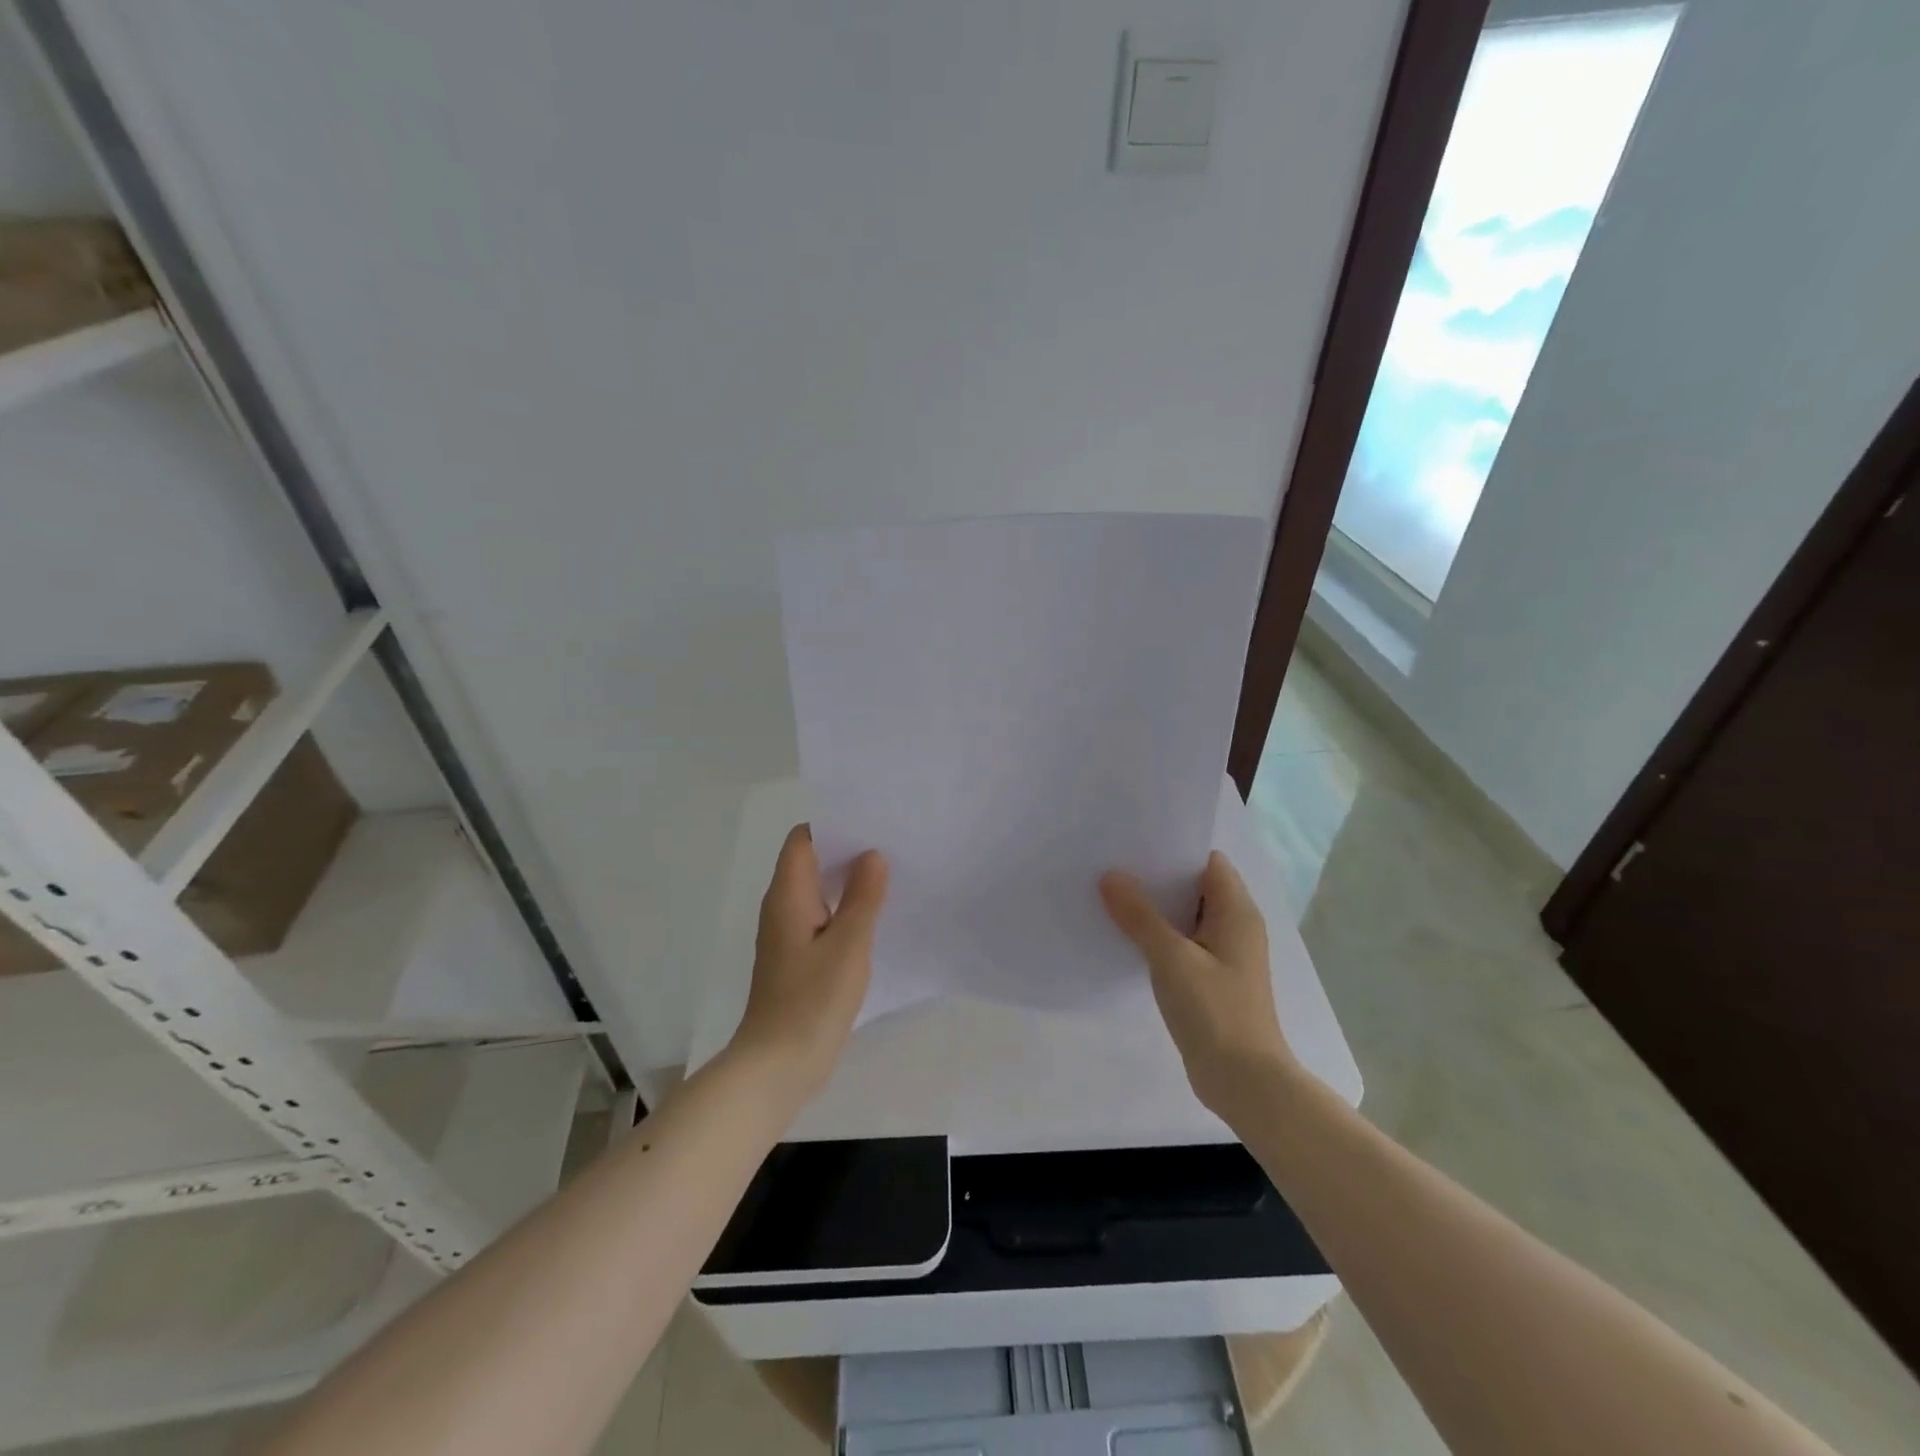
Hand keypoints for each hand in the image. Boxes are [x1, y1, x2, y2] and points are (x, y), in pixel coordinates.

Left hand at [730, 825, 888, 1100]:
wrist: (778, 1066)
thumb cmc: (812, 1001)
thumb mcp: (848, 945)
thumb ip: (863, 897)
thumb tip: (872, 855)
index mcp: (788, 895)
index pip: (803, 839)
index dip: (834, 824)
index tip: (872, 821)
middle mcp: (782, 907)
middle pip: (811, 861)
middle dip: (848, 849)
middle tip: (892, 843)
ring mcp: (788, 933)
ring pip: (818, 890)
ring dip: (849, 880)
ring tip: (892, 872)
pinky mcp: (797, 957)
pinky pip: (822, 916)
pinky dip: (845, 907)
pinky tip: (875, 915)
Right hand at [1100, 851, 1295, 1118]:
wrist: (1244, 1082)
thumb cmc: (1215, 1011)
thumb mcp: (1172, 958)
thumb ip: (1140, 916)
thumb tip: (1111, 876)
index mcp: (1235, 912)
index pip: (1207, 861)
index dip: (1172, 848)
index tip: (1132, 842)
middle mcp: (1234, 926)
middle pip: (1193, 886)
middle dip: (1155, 877)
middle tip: (1111, 864)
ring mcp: (1223, 954)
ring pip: (1184, 917)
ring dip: (1153, 908)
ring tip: (1108, 894)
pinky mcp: (1210, 979)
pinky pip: (1181, 944)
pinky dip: (1157, 936)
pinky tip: (1124, 937)